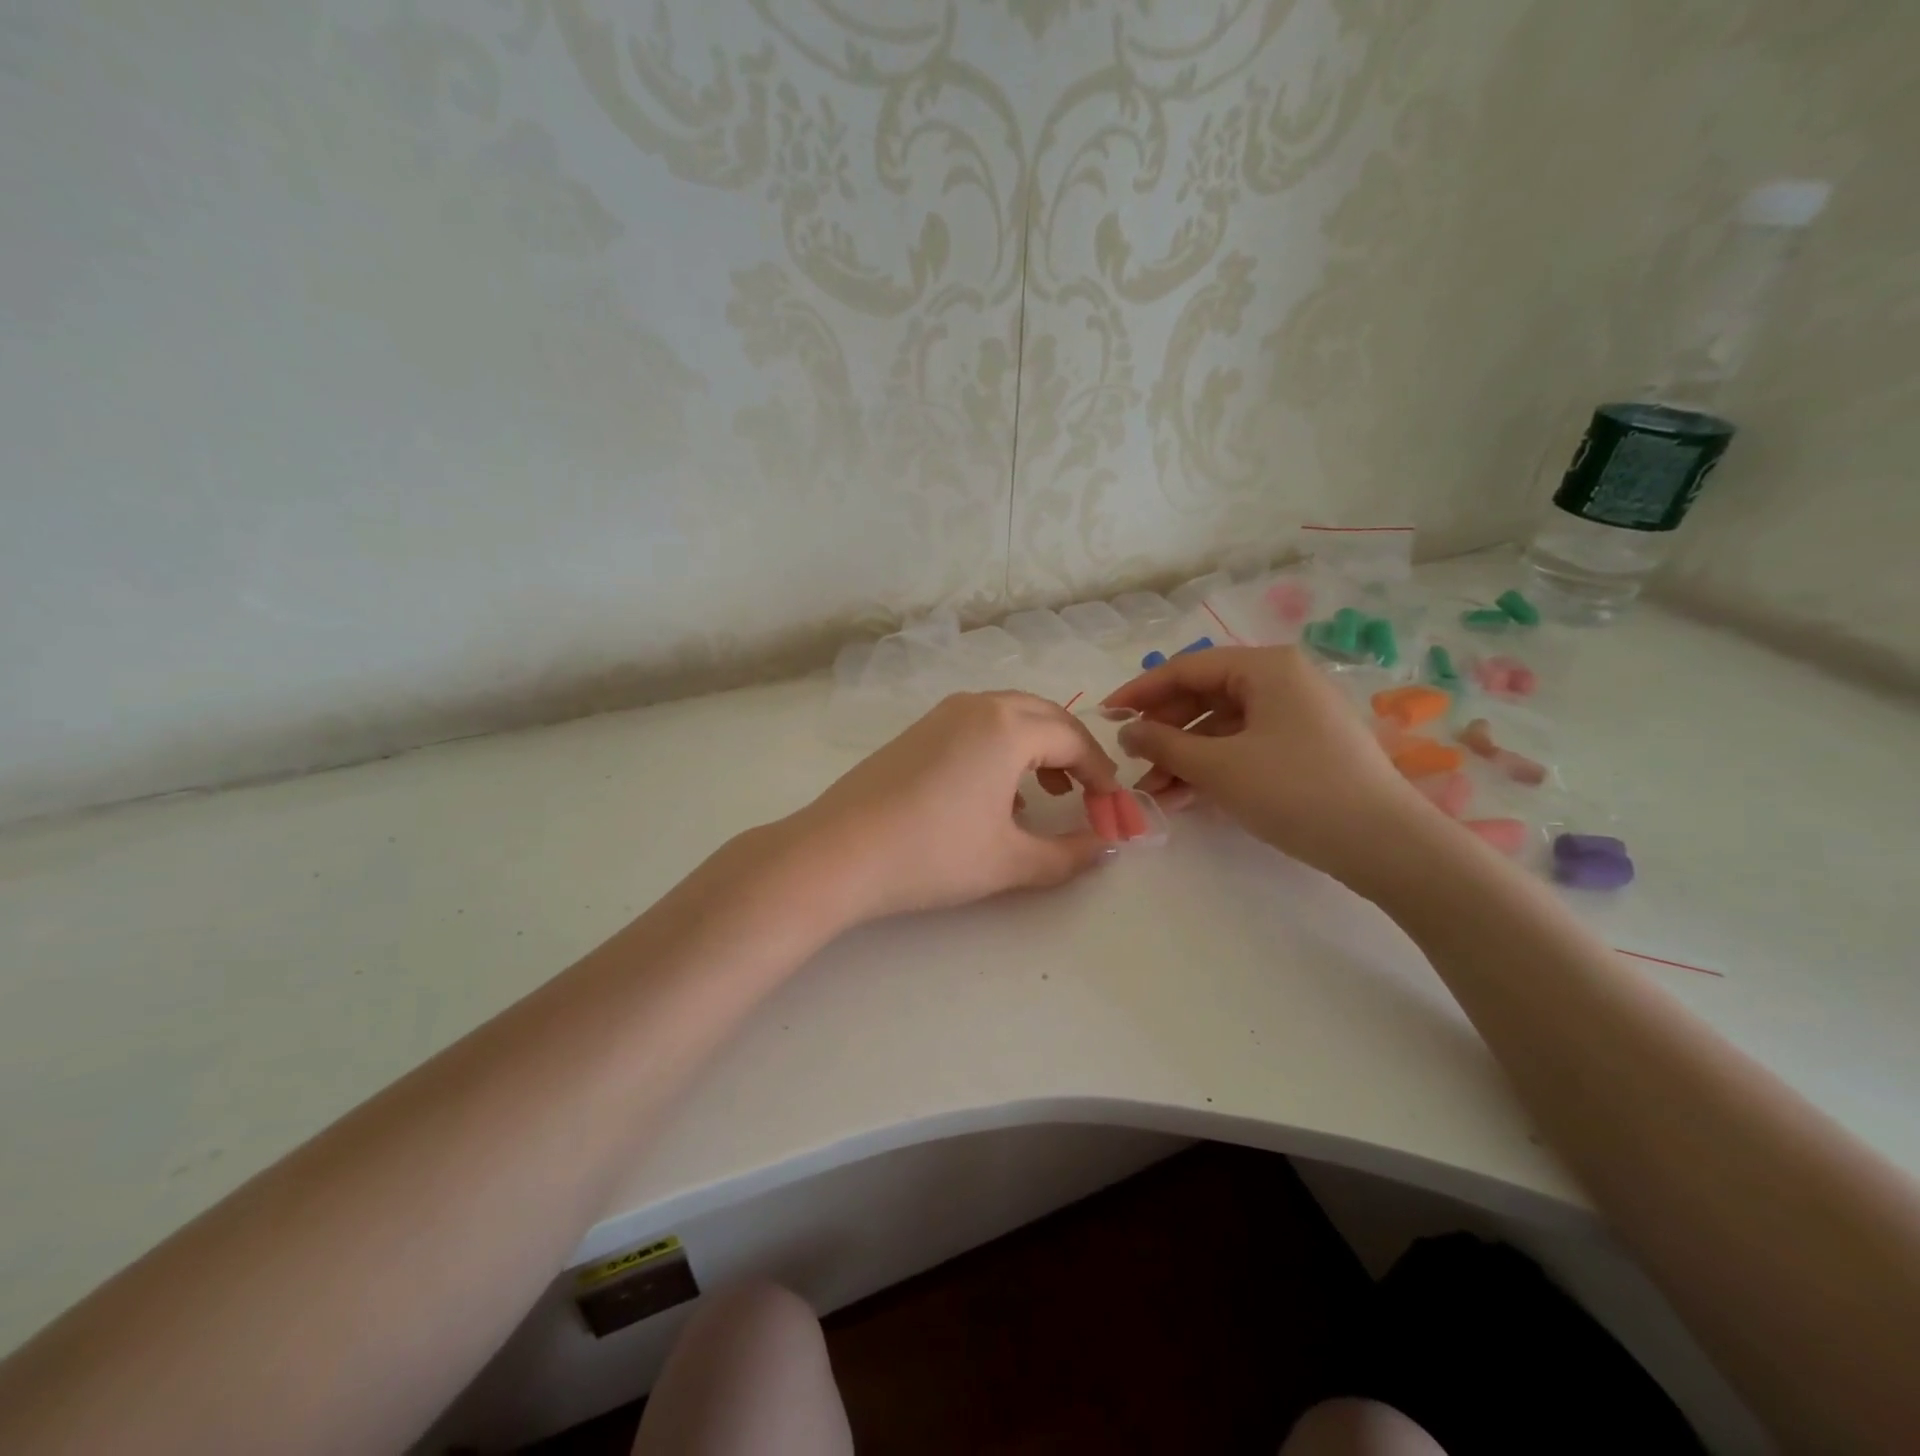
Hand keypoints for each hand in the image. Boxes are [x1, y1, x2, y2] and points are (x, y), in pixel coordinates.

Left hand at [789, 691, 1121, 923]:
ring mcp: (942, 714)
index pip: (1074, 740)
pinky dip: (1002, 748)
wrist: (838, 852)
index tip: (1113, 810)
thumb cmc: (933, 854)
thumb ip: (1069, 854)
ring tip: (1046, 793)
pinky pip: (978, 726)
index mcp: (1008, 726)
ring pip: (1009, 716)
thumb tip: (1107, 847)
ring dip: (1038, 747)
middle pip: (1045, 717)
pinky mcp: (917, 730)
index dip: (1102, 776)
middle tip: (1086, 795)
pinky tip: (995, 794)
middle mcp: (978, 706)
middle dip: (1074, 753)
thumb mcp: (1010, 860)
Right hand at [1104, 646, 1424, 879]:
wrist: (1384, 844)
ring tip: (1153, 791)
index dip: (1141, 691)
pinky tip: (1186, 796)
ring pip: (1222, 726)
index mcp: (1265, 667)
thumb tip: (1127, 731)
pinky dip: (1213, 767)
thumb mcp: (1218, 766)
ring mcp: (1296, 714)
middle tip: (1131, 761)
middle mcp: (1282, 680)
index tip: (1106, 717)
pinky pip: (1244, 746)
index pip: (1187, 668)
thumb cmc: (1294, 790)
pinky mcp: (1304, 747)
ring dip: (1184, 755)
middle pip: (1204, 696)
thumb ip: (1163, 742)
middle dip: (1163, 731)